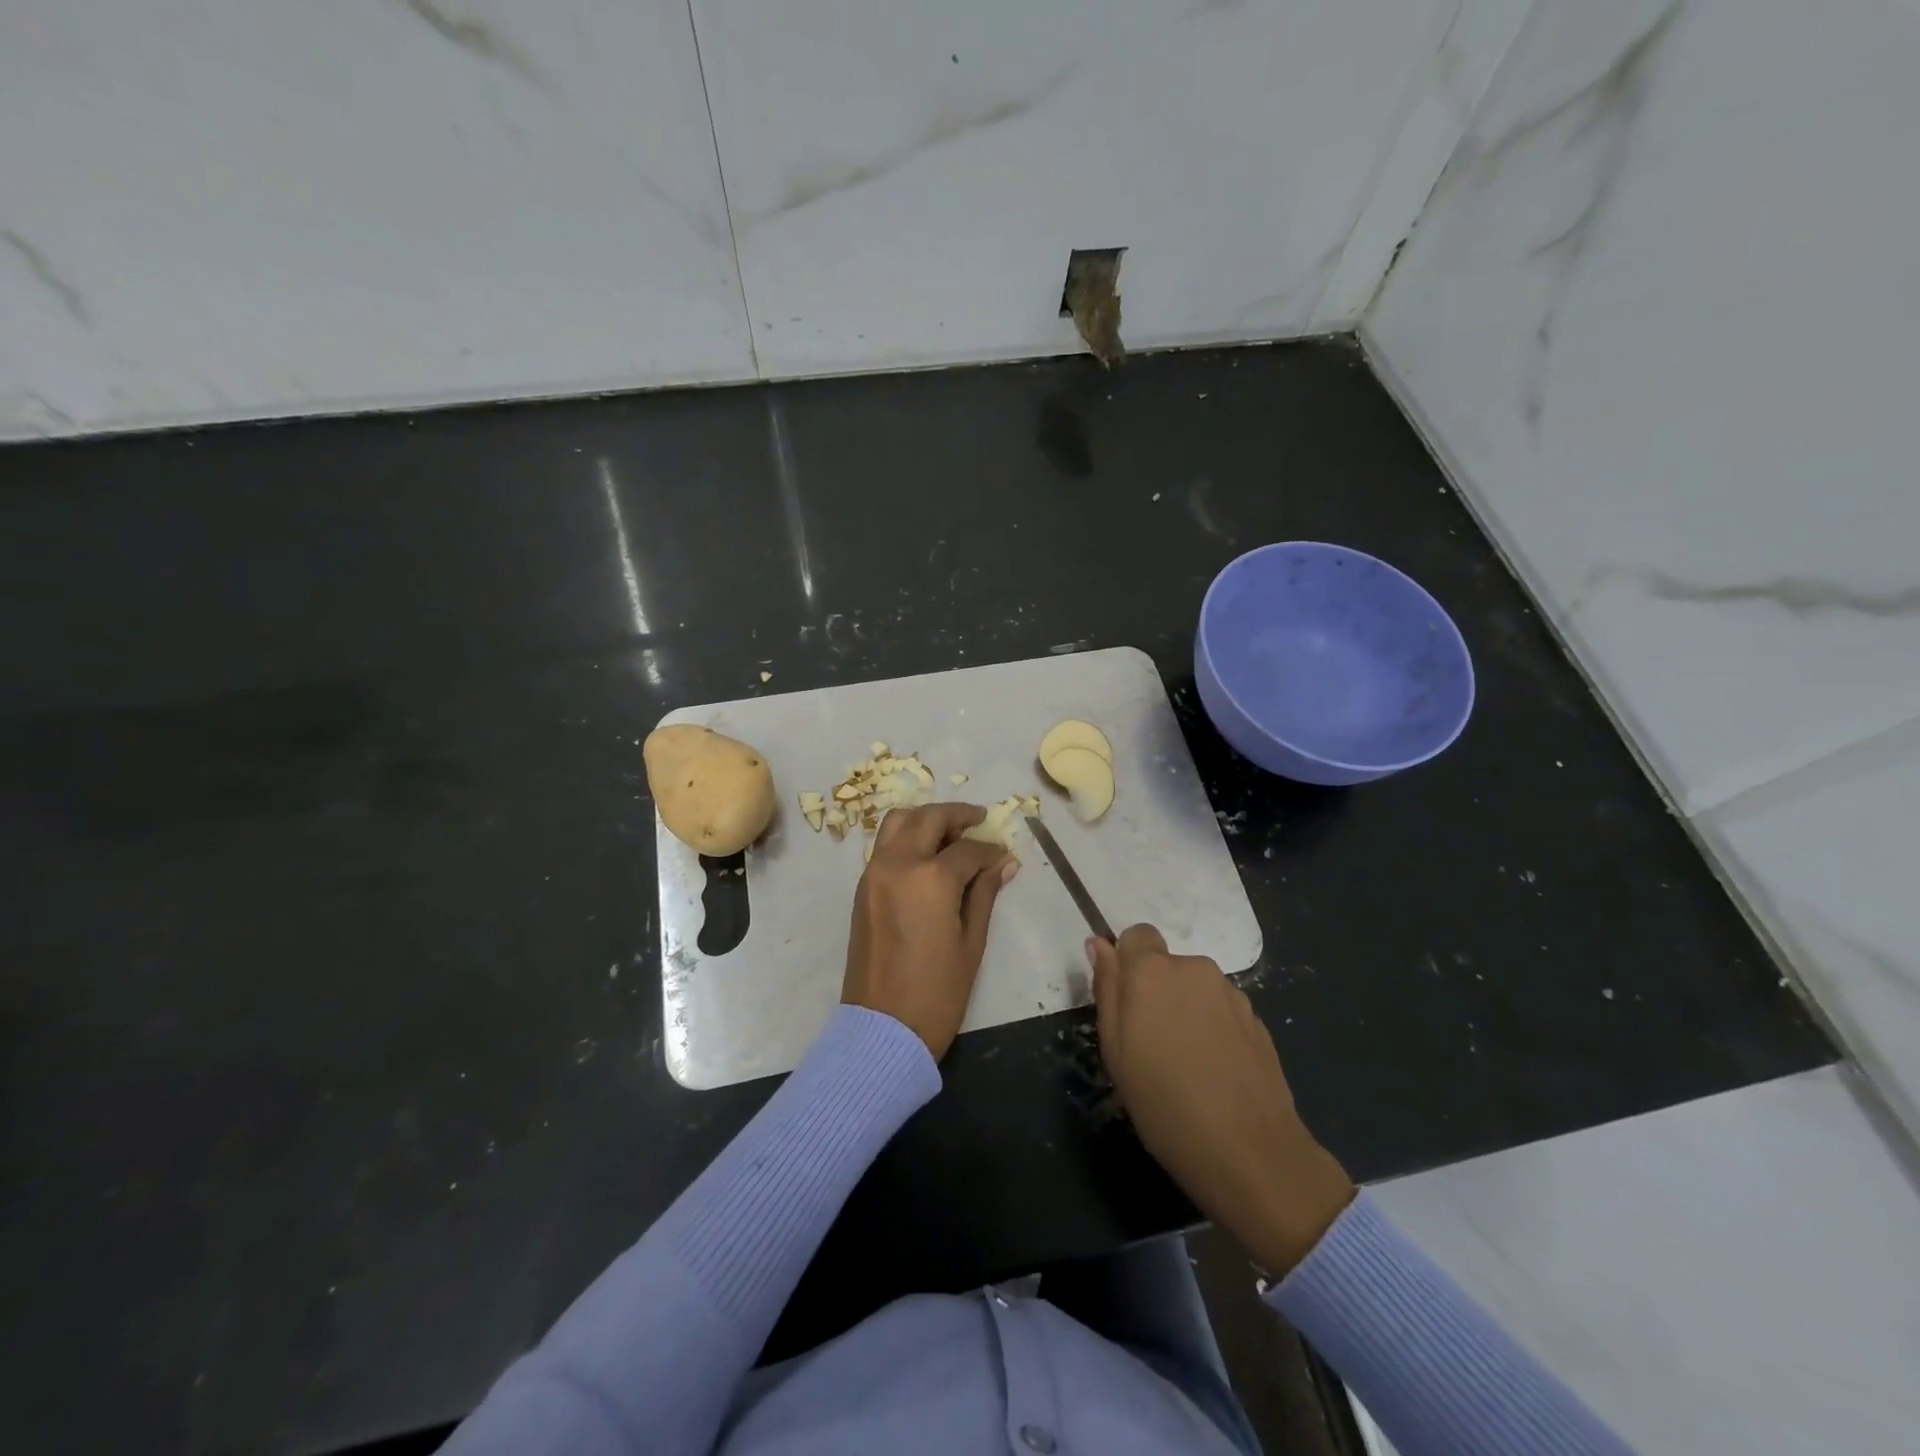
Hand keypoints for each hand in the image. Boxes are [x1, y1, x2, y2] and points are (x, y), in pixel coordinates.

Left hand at [841, 803, 1018, 1059]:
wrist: (882, 1027)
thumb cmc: (937, 991)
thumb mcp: (972, 942)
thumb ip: (985, 893)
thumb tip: (1004, 862)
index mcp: (931, 878)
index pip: (967, 849)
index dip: (990, 850)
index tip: (1004, 855)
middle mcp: (898, 863)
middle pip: (928, 818)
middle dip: (957, 815)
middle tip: (978, 821)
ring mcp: (874, 873)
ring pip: (898, 822)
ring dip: (925, 819)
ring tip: (950, 834)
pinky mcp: (862, 887)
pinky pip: (884, 845)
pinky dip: (906, 837)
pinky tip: (927, 856)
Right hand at [1090, 924, 1354, 1274]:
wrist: (1251, 1152)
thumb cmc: (1164, 1103)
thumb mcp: (1116, 1051)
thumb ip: (1107, 989)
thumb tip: (1100, 944)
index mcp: (1153, 971)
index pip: (1137, 935)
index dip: (1128, 963)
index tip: (1126, 1003)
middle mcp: (1195, 969)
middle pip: (1167, 966)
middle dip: (1156, 993)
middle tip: (1150, 1046)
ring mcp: (1232, 994)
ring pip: (1195, 990)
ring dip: (1186, 1012)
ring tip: (1186, 1066)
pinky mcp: (1258, 1020)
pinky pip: (1222, 1012)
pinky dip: (1213, 1031)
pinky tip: (1215, 1074)